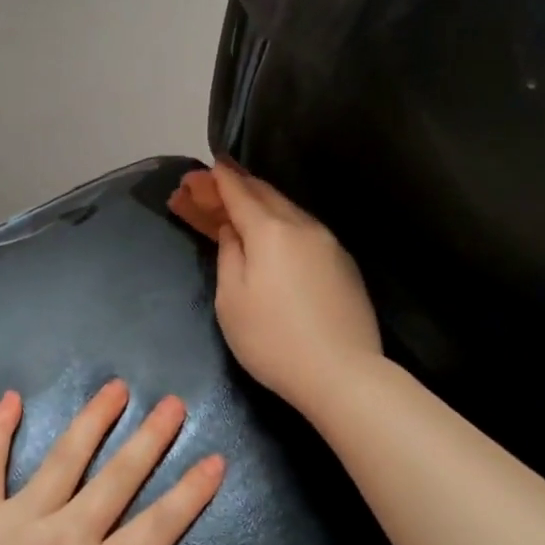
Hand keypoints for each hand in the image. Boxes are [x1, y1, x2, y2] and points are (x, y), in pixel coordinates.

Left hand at [0, 382, 223, 544]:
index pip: (157, 526)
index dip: (190, 493)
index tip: (214, 459)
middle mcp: (62, 537)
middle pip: (116, 478)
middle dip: (149, 439)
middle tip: (172, 403)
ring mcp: (14, 522)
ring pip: (62, 459)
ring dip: (92, 421)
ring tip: (115, 389)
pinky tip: (10, 399)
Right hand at [170, 160, 382, 417]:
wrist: (341, 374)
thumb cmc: (272, 340)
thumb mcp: (232, 300)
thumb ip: (229, 255)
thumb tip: (233, 230)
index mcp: (271, 231)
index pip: (239, 192)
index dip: (217, 180)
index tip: (200, 170)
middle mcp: (303, 226)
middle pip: (266, 194)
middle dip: (237, 186)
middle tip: (212, 185)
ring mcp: (329, 244)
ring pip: (289, 210)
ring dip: (261, 203)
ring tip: (240, 206)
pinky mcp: (344, 264)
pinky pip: (305, 230)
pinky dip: (282, 223)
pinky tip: (274, 234)